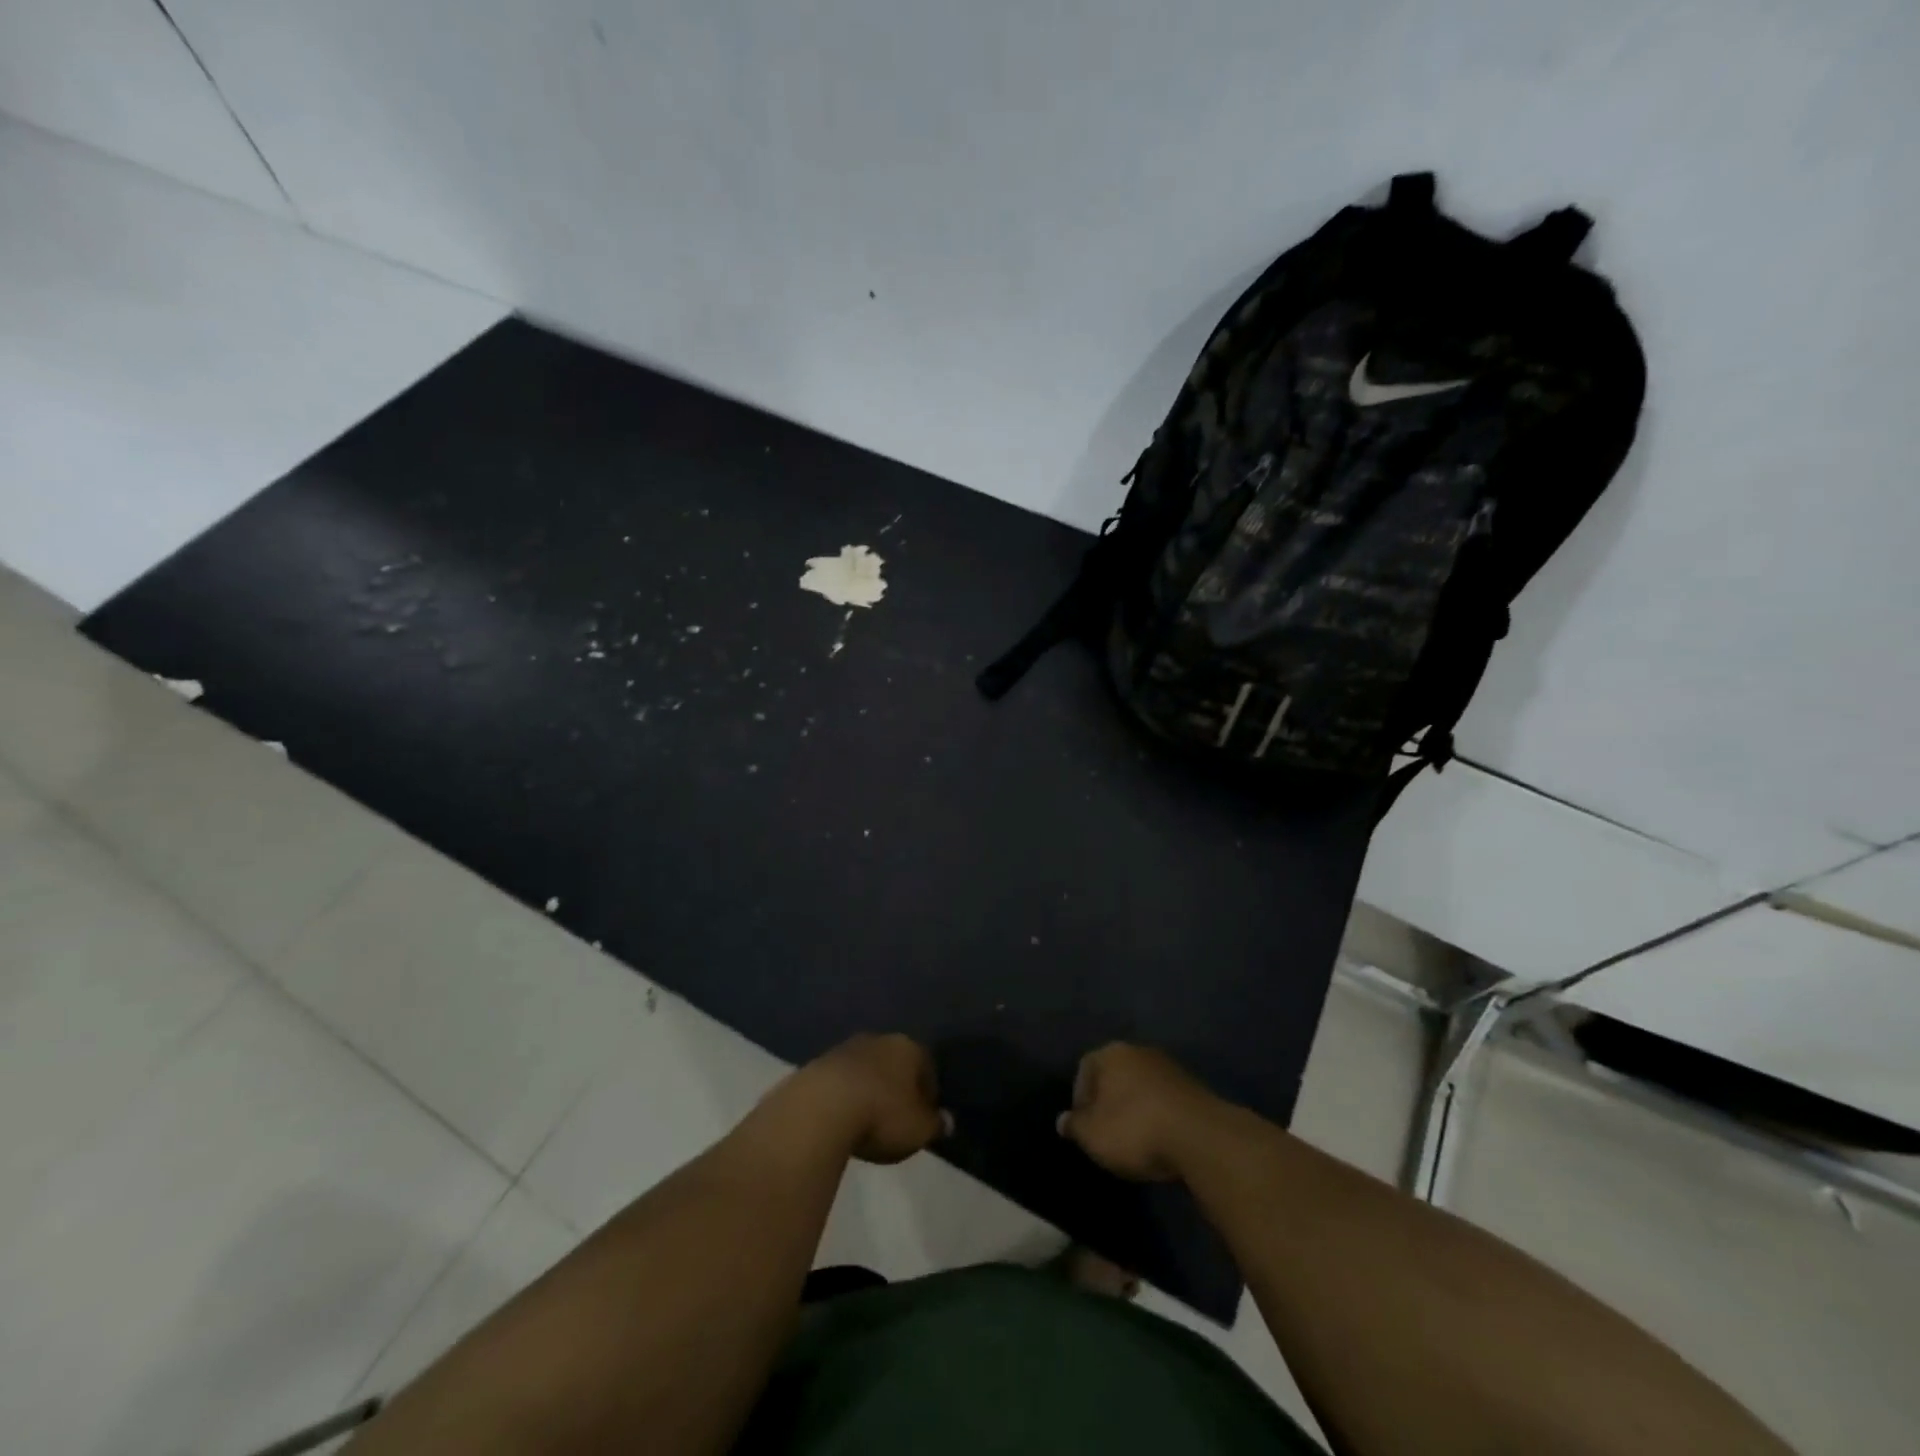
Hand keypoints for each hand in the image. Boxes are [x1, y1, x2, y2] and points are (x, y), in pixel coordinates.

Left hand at [783, 1033, 951, 1164]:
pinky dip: (845, 1095)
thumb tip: (947, 1120)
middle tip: (897, 1118)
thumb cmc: (881, 1115)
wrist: (819, 1108)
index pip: (927, 1066)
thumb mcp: (919, 1129)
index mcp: (908, 1047)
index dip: (929, 1094)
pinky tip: (842, 1118)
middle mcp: (878, 1039)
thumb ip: (936, 1124)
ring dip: (869, 1088)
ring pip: (867, 1068)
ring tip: (867, 1119)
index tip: (925, 1118)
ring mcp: (845, 1048)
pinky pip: (841, 1080)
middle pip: (895, 1062)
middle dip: (898, 1086)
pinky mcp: (818, 1063)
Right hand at [1057, 1043, 1230, 1182]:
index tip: (1084, 1127)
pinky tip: (1160, 1139)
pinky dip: (1158, 1115)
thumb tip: (1063, 1121)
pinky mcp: (1193, 1087)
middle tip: (1107, 1132)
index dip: (1080, 1098)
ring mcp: (1169, 1067)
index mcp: (1111, 1053)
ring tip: (1135, 1139)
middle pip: (1115, 1074)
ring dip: (1135, 1108)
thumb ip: (1075, 1126)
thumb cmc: (1135, 1129)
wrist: (1200, 1136)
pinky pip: (1164, 1099)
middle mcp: (1139, 1051)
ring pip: (1141, 1086)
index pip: (1085, 1069)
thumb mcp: (1093, 1135)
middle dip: (1109, 1101)